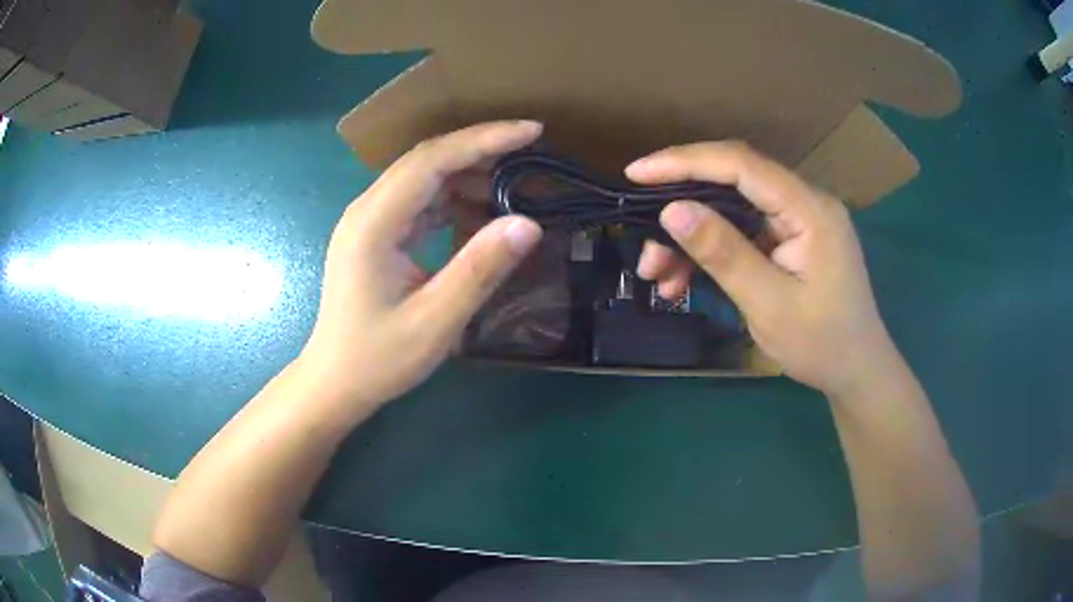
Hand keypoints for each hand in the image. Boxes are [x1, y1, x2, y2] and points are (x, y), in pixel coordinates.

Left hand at [298, 121, 543, 417]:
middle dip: (480, 148)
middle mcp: (367, 210)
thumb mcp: (435, 321)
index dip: (483, 140)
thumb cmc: (379, 358)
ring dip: (468, 174)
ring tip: (515, 183)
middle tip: (532, 148)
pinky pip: (419, 201)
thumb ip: (480, 270)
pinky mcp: (377, 235)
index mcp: (374, 223)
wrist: (335, 382)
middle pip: (426, 160)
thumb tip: (529, 223)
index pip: (431, 160)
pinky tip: (482, 210)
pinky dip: (453, 198)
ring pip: (423, 177)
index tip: (531, 131)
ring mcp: (369, 221)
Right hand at [626, 141, 893, 395]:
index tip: (636, 174)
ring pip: (730, 211)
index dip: (685, 162)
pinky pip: (741, 234)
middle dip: (681, 209)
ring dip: (690, 239)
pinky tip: (682, 282)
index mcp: (809, 209)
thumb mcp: (769, 304)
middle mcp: (803, 203)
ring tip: (657, 277)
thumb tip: (671, 210)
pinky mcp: (788, 240)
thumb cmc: (822, 344)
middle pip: (731, 184)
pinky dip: (710, 253)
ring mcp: (797, 221)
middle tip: (644, 246)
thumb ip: (724, 253)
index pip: (741, 165)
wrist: (856, 372)